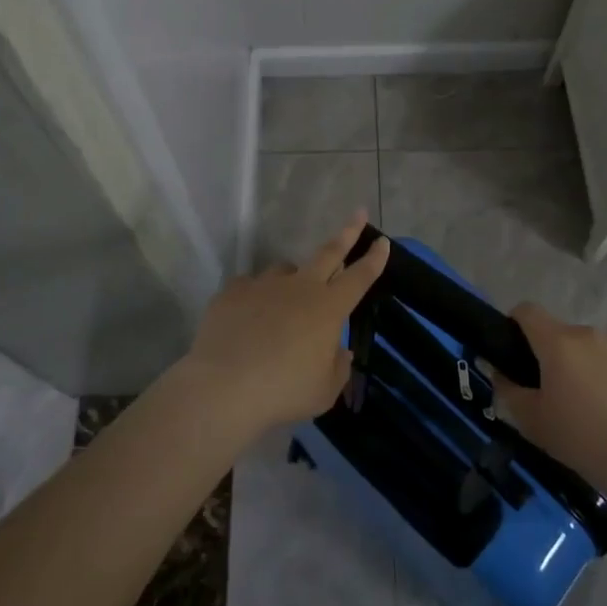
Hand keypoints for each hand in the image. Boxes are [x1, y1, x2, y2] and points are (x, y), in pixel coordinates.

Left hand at [182, 212, 389, 434]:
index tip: (382, 242)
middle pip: (329, 252)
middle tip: (358, 214)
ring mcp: (264, 285)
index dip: (374, 259)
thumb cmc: (284, 391)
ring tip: (286, 301)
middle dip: (348, 232)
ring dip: (293, 278)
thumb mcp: (324, 390)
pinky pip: (249, 287)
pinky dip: (255, 297)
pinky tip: (248, 316)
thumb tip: (339, 351)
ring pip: (285, 270)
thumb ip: (337, 367)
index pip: (360, 277)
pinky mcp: (232, 292)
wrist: (224, 387)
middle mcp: (299, 287)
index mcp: (328, 308)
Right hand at [495, 303, 606, 503]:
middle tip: (536, 389)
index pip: (526, 310)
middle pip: (553, 331)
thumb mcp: (530, 419)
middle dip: (541, 353)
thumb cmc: (579, 436)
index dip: (512, 324)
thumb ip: (507, 389)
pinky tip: (594, 410)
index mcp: (558, 341)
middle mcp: (586, 334)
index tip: (509, 354)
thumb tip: (497, 372)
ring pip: (577, 347)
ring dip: (568, 365)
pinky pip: (599, 361)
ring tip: (568, 403)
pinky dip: (590, 375)